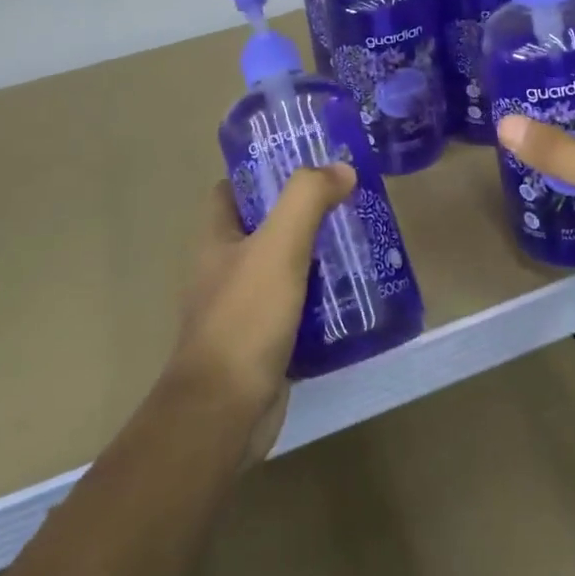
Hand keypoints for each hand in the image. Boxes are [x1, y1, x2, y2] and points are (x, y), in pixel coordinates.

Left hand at [170, 164, 355, 460]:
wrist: (224, 411)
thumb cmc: (245, 318)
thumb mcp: (278, 247)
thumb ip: (307, 200)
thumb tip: (340, 168)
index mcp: (215, 239)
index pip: (232, 190)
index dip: (263, 173)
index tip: (306, 165)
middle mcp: (223, 269)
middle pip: (263, 228)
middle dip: (301, 214)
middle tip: (346, 204)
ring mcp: (242, 308)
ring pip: (282, 269)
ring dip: (315, 257)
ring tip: (359, 244)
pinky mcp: (262, 342)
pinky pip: (295, 308)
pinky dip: (320, 299)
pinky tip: (352, 295)